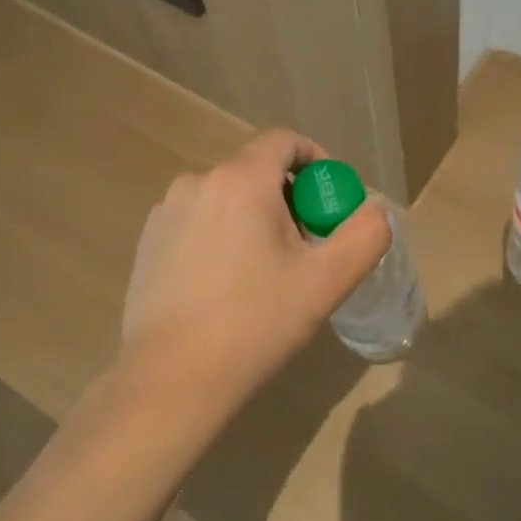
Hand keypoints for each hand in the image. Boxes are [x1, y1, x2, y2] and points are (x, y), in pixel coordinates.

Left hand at [120, 129, 391, 412]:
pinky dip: (220, 237)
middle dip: (288, 201)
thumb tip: (373, 211)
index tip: (329, 204)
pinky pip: (197, 222)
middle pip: (255, 172)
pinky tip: (224, 287)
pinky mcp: (147, 242)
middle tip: (305, 250)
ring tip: (265, 274)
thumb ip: (364, 235)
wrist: (173, 378)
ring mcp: (165, 212)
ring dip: (253, 220)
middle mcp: (197, 182)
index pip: (284, 141)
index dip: (316, 161)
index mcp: (240, 180)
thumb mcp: (326, 281)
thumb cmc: (255, 323)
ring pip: (225, 199)